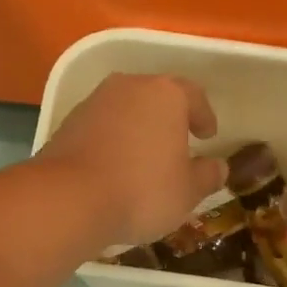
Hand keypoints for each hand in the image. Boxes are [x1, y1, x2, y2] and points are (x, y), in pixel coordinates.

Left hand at [35, 75, 228, 247]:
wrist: (69, 199)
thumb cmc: (142, 190)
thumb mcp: (187, 191)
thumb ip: (207, 176)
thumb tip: (218, 167)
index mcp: (165, 94)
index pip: (194, 96)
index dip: (204, 115)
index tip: (208, 135)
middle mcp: (129, 87)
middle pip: (156, 97)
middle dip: (168, 119)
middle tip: (178, 142)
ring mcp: (94, 102)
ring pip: (125, 110)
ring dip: (137, 129)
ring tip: (145, 158)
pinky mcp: (68, 124)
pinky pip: (101, 128)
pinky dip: (112, 141)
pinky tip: (115, 167)